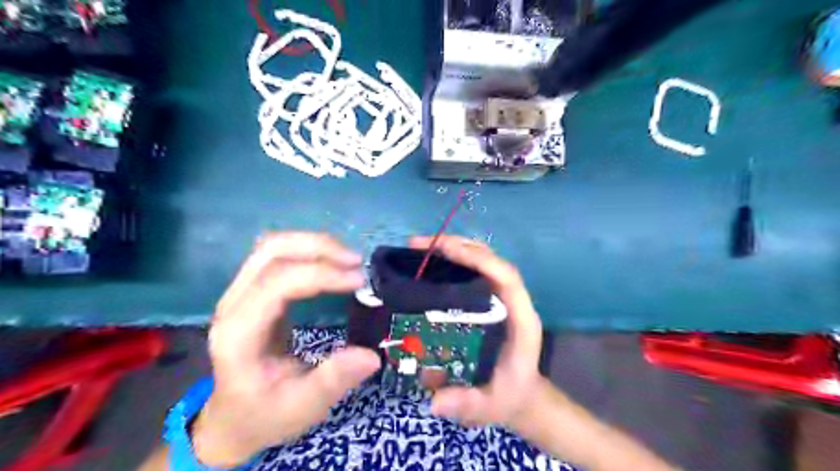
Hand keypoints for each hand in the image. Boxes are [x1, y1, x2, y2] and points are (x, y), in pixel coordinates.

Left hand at [191, 232, 378, 467]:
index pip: (277, 283)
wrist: (233, 419)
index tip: (359, 280)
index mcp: (239, 334)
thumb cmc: (266, 414)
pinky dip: (307, 250)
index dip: (321, 274)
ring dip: (313, 244)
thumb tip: (371, 355)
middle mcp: (232, 305)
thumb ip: (333, 380)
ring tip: (348, 259)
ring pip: (273, 246)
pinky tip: (330, 261)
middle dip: (318, 247)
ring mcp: (238, 294)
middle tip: (357, 262)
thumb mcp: (302, 407)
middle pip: (271, 251)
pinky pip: (277, 255)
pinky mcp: (252, 291)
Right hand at [410, 235, 544, 429]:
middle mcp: (513, 301)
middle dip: (459, 246)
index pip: (507, 277)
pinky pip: (474, 271)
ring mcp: (501, 298)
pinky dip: (453, 261)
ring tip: (420, 247)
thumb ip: (467, 404)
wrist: (520, 394)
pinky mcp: (489, 299)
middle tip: (420, 244)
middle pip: (492, 260)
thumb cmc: (509, 396)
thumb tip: (434, 401)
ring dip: (454, 248)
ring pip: (483, 261)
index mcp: (521, 320)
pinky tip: (430, 263)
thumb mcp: (490, 406)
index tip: (446, 250)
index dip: (479, 259)